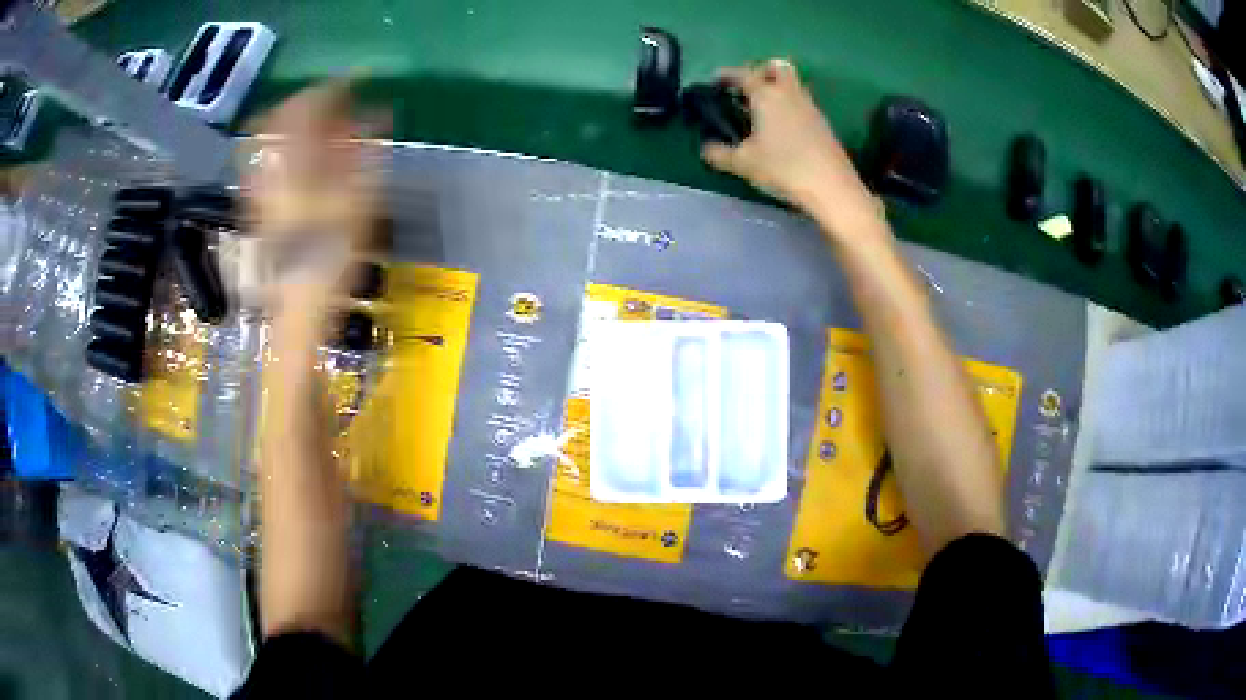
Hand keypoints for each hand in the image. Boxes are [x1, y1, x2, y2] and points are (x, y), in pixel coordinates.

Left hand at [243, 80, 386, 318]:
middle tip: (338, 100)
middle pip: (287, 113)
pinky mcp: (258, 199)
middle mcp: (273, 163)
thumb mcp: (360, 197)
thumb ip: (368, 149)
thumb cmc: (332, 251)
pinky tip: (304, 154)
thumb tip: (378, 114)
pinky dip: (288, 145)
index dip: (336, 87)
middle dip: (314, 100)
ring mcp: (261, 181)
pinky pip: (268, 155)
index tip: (358, 80)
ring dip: (299, 121)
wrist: (299, 300)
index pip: (311, 105)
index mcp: (297, 158)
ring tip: (323, 124)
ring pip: (274, 133)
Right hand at [701, 60, 881, 236]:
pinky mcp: (823, 124)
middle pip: (778, 67)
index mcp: (766, 95)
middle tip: (748, 88)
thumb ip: (719, 153)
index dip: (727, 75)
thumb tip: (705, 149)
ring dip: (778, 89)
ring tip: (762, 111)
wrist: (831, 187)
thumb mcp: (743, 163)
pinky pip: (802, 104)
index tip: (716, 80)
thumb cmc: (782, 168)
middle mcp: (789, 93)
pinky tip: (782, 129)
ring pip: (793, 85)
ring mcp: (810, 107)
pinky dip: (790, 107)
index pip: (743, 74)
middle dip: (761, 71)